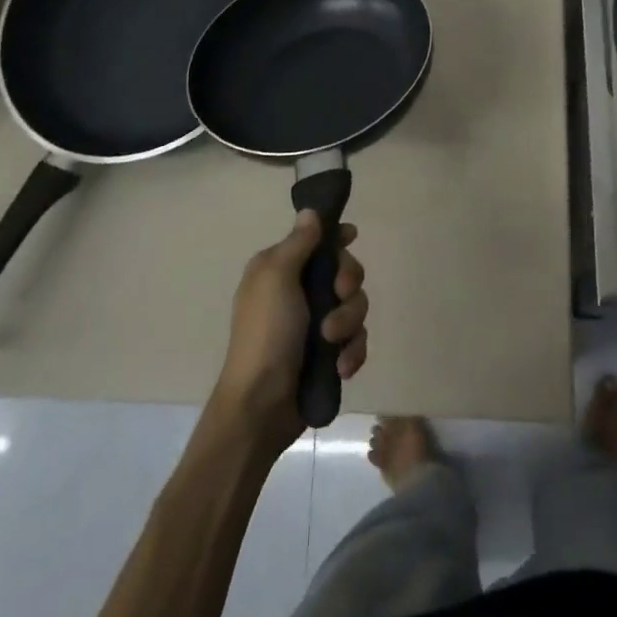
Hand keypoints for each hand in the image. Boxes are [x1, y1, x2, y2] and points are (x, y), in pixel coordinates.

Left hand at [213, 212, 368, 447]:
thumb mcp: (276, 278)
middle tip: (339, 296)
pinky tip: (342, 367)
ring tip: (332, 343)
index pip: (316, 240)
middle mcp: (298, 291)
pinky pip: (356, 340)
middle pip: (344, 270)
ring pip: (355, 306)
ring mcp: (315, 324)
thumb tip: (310, 211)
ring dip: (349, 322)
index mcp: (280, 269)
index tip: (352, 237)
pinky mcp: (329, 354)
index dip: (337, 237)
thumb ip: (298, 243)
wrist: (261, 405)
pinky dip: (352, 351)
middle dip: (348, 284)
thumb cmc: (265, 333)